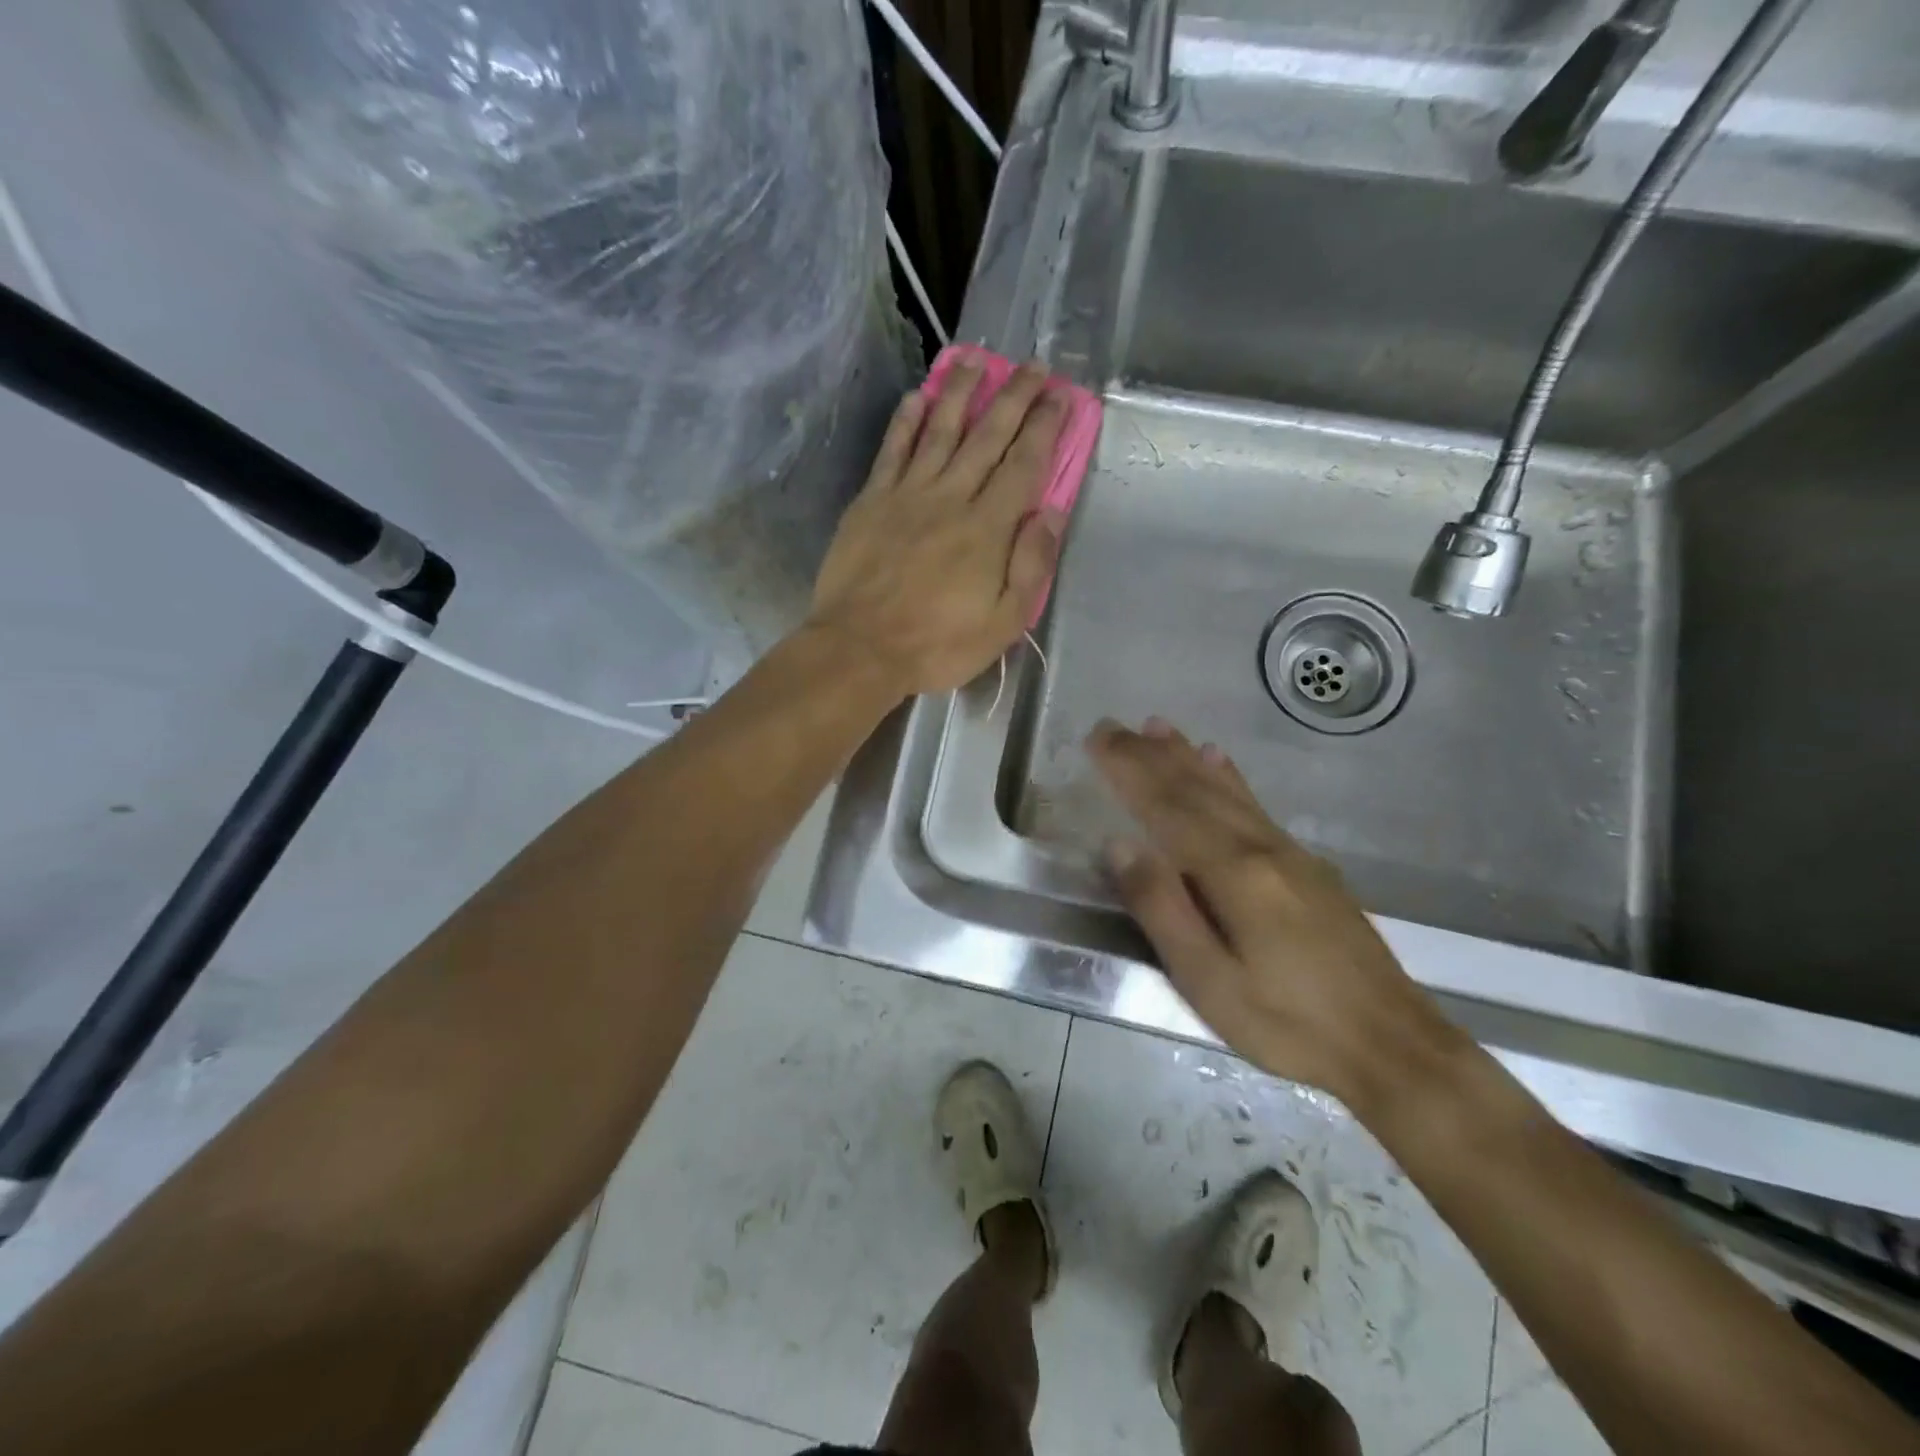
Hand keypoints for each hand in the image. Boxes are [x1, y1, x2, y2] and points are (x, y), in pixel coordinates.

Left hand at [808, 358, 1068, 697]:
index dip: (1045, 428)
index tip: (1060, 396)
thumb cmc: (937, 644)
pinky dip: (905, 421)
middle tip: (1032, 365)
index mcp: (987, 528)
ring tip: (975, 360)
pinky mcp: (871, 501)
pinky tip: (916, 396)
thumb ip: (1030, 565)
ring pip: (939, 430)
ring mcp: (906, 494)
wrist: (860, 648)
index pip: (1024, 465)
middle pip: (987, 436)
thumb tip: (1049, 512)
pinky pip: (892, 450)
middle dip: (1013, 397)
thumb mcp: (1002, 622)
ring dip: (959, 392)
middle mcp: (950, 497)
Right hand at [1087, 718, 1468, 1113]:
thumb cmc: (1287, 1023)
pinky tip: (1219, 760)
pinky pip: (1255, 805)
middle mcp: (1260, 847)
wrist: (1391, 1046)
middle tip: (1112, 727)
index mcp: (1232, 872)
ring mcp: (1289, 853)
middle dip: (1149, 755)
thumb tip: (1119, 845)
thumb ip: (1162, 908)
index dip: (1129, 770)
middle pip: (1195, 789)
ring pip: (1226, 790)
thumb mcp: (1208, 980)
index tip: (1097, 738)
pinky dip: (1229, 777)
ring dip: (1186, 755)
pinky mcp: (1308, 866)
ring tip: (1156, 727)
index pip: (1167, 807)